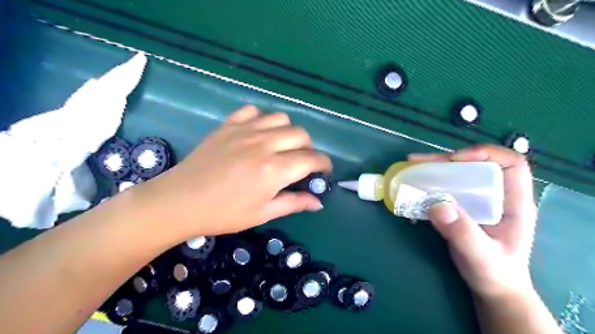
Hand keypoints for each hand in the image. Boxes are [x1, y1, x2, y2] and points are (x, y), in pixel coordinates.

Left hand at [137, 106, 330, 237]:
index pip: (312, 159)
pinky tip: (258, 133)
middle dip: (308, 148)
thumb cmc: (224, 213)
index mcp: (275, 169)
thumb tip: (318, 202)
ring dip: (288, 132)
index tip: (323, 171)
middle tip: (301, 162)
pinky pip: (253, 111)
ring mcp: (245, 131)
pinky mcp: (229, 125)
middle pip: (301, 135)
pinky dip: (262, 120)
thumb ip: (294, 203)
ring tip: (281, 146)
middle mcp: (264, 144)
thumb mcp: (263, 214)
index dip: (323, 164)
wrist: (180, 201)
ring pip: (281, 118)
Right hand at [410, 145, 540, 297]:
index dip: (485, 154)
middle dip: (446, 160)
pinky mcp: (462, 206)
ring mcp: (478, 200)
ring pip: (458, 174)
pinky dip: (429, 184)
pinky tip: (413, 186)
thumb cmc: (494, 273)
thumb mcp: (480, 256)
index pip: (510, 164)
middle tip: (419, 162)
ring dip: (434, 169)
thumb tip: (436, 205)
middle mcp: (497, 195)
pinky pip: (446, 187)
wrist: (491, 287)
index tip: (455, 161)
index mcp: (514, 202)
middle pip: (475, 165)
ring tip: (411, 167)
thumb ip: (462, 232)